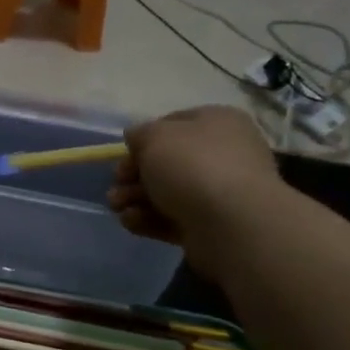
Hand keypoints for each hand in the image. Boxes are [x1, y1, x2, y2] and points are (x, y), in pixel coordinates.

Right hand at [108, 106, 281, 274]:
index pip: (174, 124)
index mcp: (218, 123)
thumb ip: (140, 134)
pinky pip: (173, 219)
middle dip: (135, 174)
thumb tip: (137, 139)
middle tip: (116, 183)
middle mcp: (223, 154)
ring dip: (136, 198)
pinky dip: (149, 220)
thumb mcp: (155, 137)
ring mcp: (219, 193)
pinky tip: (130, 222)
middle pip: (168, 162)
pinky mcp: (211, 226)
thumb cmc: (193, 166)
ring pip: (167, 192)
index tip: (124, 153)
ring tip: (116, 206)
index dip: (145, 138)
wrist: (232, 223)